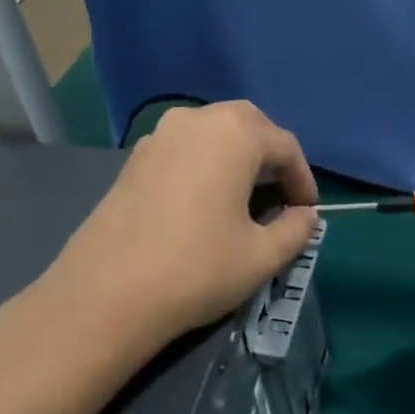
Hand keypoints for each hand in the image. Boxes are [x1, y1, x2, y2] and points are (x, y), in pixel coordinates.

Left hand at [47, 101, 319, 346]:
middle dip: (271, 155)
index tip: (308, 212)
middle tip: (281, 194)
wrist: (106, 293)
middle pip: (248, 125)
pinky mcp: (135, 158)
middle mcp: (196, 120)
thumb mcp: (261, 256)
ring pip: (213, 132)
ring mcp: (160, 135)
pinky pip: (184, 147)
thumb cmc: (196, 269)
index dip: (303, 179)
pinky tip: (204, 200)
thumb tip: (306, 216)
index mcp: (234, 133)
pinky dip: (205, 162)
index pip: (285, 146)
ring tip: (245, 196)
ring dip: (237, 155)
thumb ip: (296, 230)